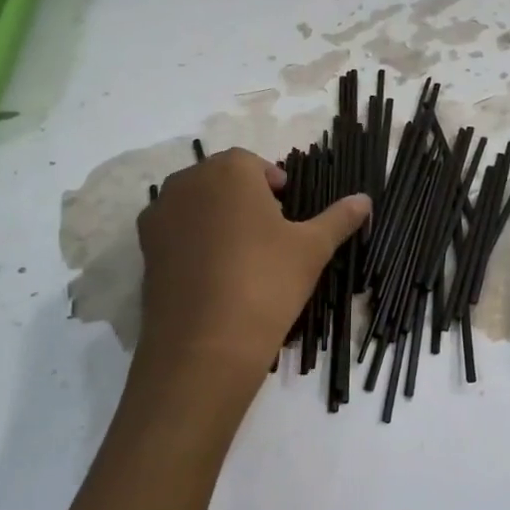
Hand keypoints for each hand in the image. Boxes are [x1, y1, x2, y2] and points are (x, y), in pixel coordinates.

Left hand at [128, 147, 368, 438]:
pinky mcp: (144, 250)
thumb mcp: (312, 248)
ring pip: (196, 205)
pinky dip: (194, 242)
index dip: (274, 185)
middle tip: (270, 234)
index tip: (289, 212)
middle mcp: (187, 182)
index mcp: (229, 171)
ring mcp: (160, 216)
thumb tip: (365, 199)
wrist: (205, 346)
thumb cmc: (266, 282)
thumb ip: (339, 218)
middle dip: (245, 198)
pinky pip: (175, 232)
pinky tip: (215, 275)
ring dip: (217, 218)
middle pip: (221, 180)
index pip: (253, 164)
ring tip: (243, 255)